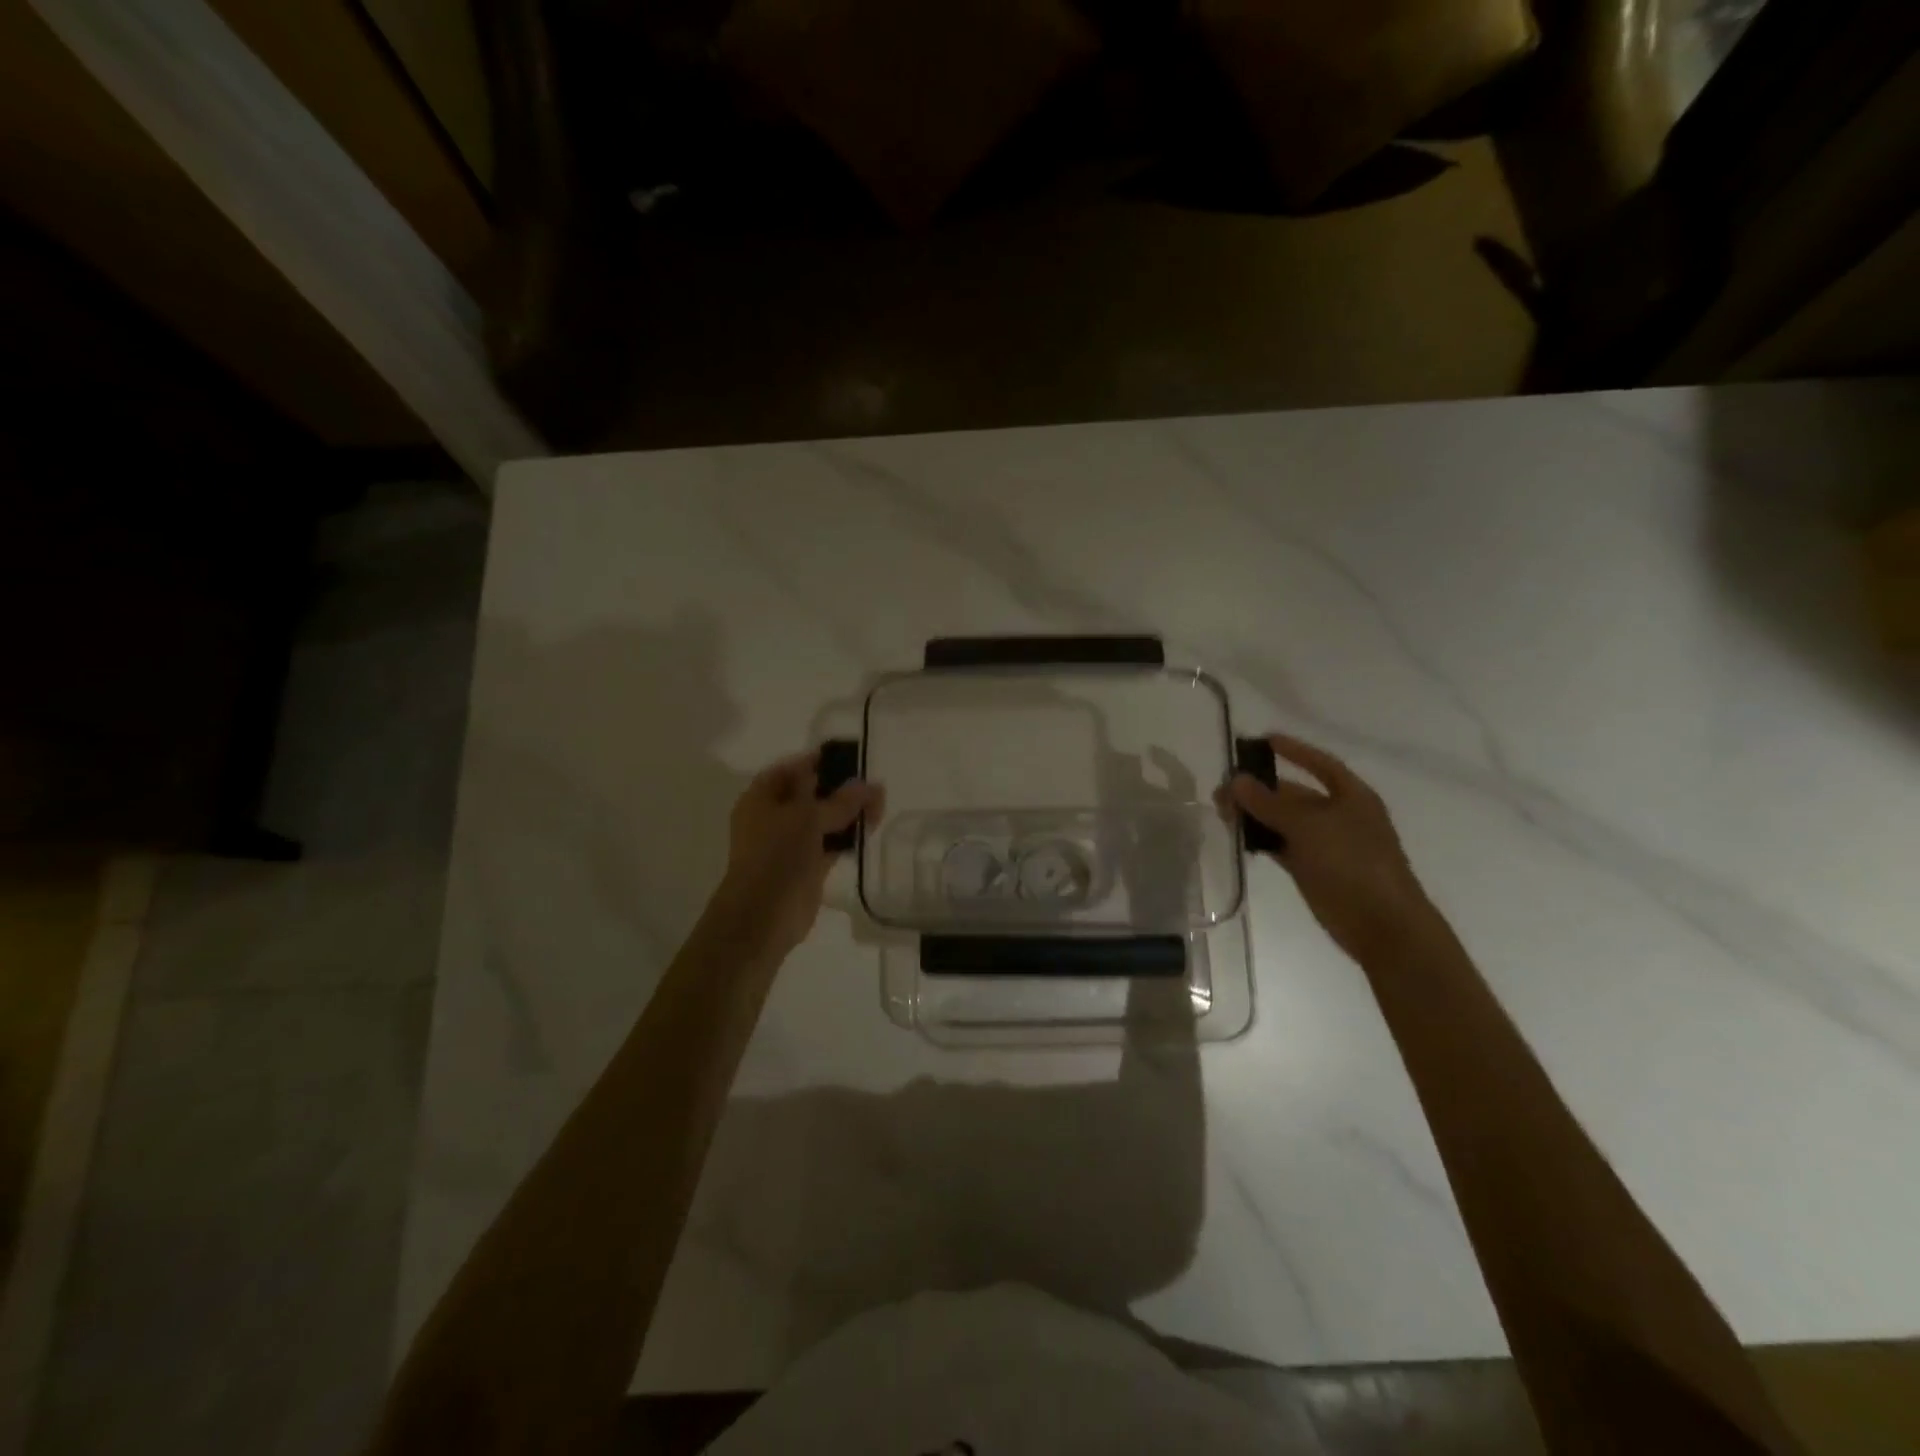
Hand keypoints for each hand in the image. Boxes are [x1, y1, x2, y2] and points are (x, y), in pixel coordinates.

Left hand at [710, 750, 881, 963]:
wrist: (764, 915)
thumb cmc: (776, 855)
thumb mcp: (808, 818)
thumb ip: (840, 801)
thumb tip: (870, 785)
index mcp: (761, 798)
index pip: (790, 770)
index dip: (817, 762)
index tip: (848, 759)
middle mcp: (773, 818)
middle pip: (810, 795)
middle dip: (841, 789)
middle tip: (872, 786)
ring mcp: (790, 844)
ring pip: (823, 821)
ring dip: (849, 814)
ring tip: (880, 806)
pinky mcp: (807, 867)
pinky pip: (830, 844)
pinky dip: (848, 838)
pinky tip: (870, 829)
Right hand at [1218, 734, 1436, 961]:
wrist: (1381, 924)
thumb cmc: (1352, 863)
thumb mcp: (1308, 826)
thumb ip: (1269, 803)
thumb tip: (1236, 780)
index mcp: (1351, 796)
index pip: (1319, 763)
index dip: (1293, 750)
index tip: (1261, 741)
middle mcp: (1338, 815)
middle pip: (1294, 793)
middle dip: (1260, 788)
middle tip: (1223, 790)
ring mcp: (1325, 844)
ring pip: (1283, 821)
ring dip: (1255, 815)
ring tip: (1222, 813)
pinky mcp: (1312, 869)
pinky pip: (1281, 845)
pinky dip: (1261, 840)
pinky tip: (1238, 837)